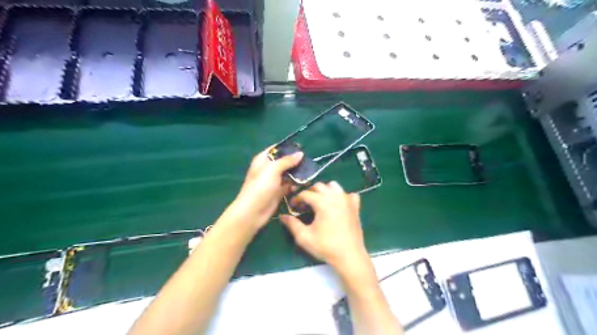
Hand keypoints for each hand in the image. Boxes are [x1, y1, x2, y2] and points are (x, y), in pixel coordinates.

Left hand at [229, 147, 302, 229]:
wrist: (253, 211)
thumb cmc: (260, 187)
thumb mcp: (273, 169)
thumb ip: (287, 160)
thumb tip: (300, 153)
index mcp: (263, 160)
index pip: (276, 149)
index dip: (287, 148)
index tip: (302, 147)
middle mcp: (268, 169)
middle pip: (284, 161)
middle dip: (295, 161)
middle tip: (309, 161)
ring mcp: (274, 181)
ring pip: (288, 174)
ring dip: (297, 174)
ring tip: (310, 172)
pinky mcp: (278, 192)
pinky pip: (289, 185)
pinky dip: (295, 184)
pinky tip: (304, 184)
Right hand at [281, 182, 368, 273]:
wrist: (350, 256)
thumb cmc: (326, 246)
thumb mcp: (304, 237)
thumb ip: (292, 224)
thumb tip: (283, 216)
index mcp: (323, 202)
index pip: (306, 194)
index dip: (297, 199)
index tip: (293, 206)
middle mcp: (335, 196)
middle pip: (319, 186)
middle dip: (309, 192)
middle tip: (304, 204)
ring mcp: (347, 200)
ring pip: (333, 186)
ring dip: (324, 190)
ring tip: (320, 202)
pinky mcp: (355, 206)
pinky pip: (348, 194)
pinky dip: (341, 196)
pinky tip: (337, 205)